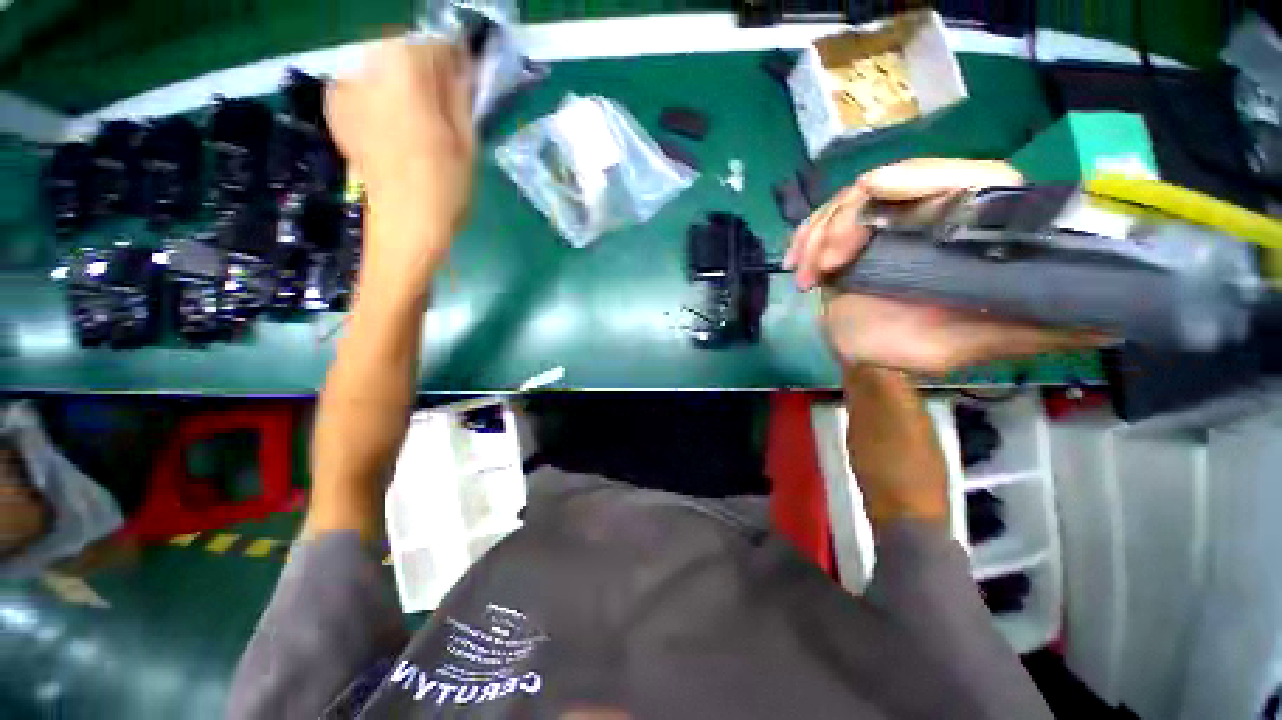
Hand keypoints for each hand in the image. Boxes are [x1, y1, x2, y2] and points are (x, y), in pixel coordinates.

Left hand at [326, 40, 475, 279]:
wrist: (404, 227)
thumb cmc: (444, 188)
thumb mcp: (467, 142)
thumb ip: (461, 94)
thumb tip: (461, 68)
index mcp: (404, 71)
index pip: (435, 42)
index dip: (455, 60)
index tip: (467, 80)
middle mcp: (367, 67)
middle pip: (404, 49)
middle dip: (428, 69)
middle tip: (446, 103)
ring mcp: (345, 87)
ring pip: (383, 66)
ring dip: (405, 81)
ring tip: (422, 119)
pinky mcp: (336, 109)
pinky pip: (364, 84)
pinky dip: (382, 94)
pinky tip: (396, 126)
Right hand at [784, 158, 1108, 374]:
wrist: (863, 355)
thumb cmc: (915, 350)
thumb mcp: (975, 342)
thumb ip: (1036, 329)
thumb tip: (1120, 315)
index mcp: (973, 232)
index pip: (967, 177)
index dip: (921, 174)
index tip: (872, 190)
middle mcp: (934, 214)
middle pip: (892, 181)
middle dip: (845, 220)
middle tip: (825, 266)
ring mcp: (888, 221)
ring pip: (850, 199)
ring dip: (819, 234)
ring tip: (808, 276)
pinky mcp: (853, 233)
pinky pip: (825, 218)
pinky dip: (805, 237)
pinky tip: (795, 264)